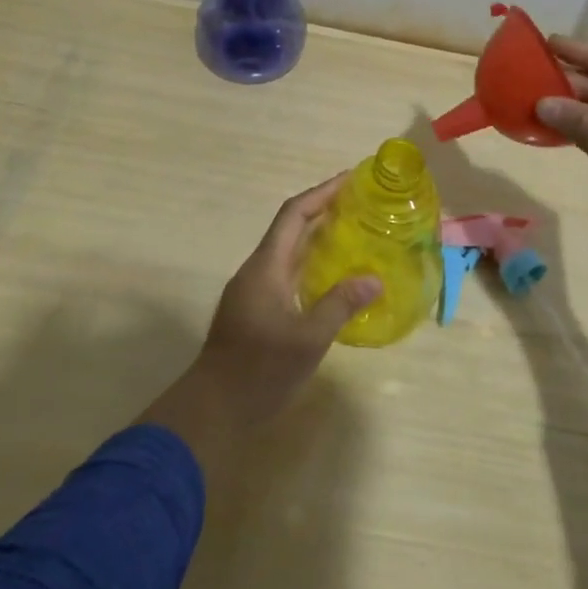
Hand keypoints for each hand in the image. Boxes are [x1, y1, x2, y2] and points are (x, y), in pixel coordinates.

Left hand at [138, 177, 379, 471]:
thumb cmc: (258, 370)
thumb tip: (374, 279)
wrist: (213, 408)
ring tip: (356, 233)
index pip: (294, 215)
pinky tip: (335, 277)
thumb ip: (340, 305)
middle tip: (362, 204)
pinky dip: (313, 264)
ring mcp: (255, 290)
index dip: (321, 193)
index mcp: (266, 267)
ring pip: (290, 251)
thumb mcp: (307, 339)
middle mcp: (258, 270)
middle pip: (291, 228)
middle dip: (324, 210)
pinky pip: (289, 272)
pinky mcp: (257, 309)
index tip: (350, 180)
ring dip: (318, 237)